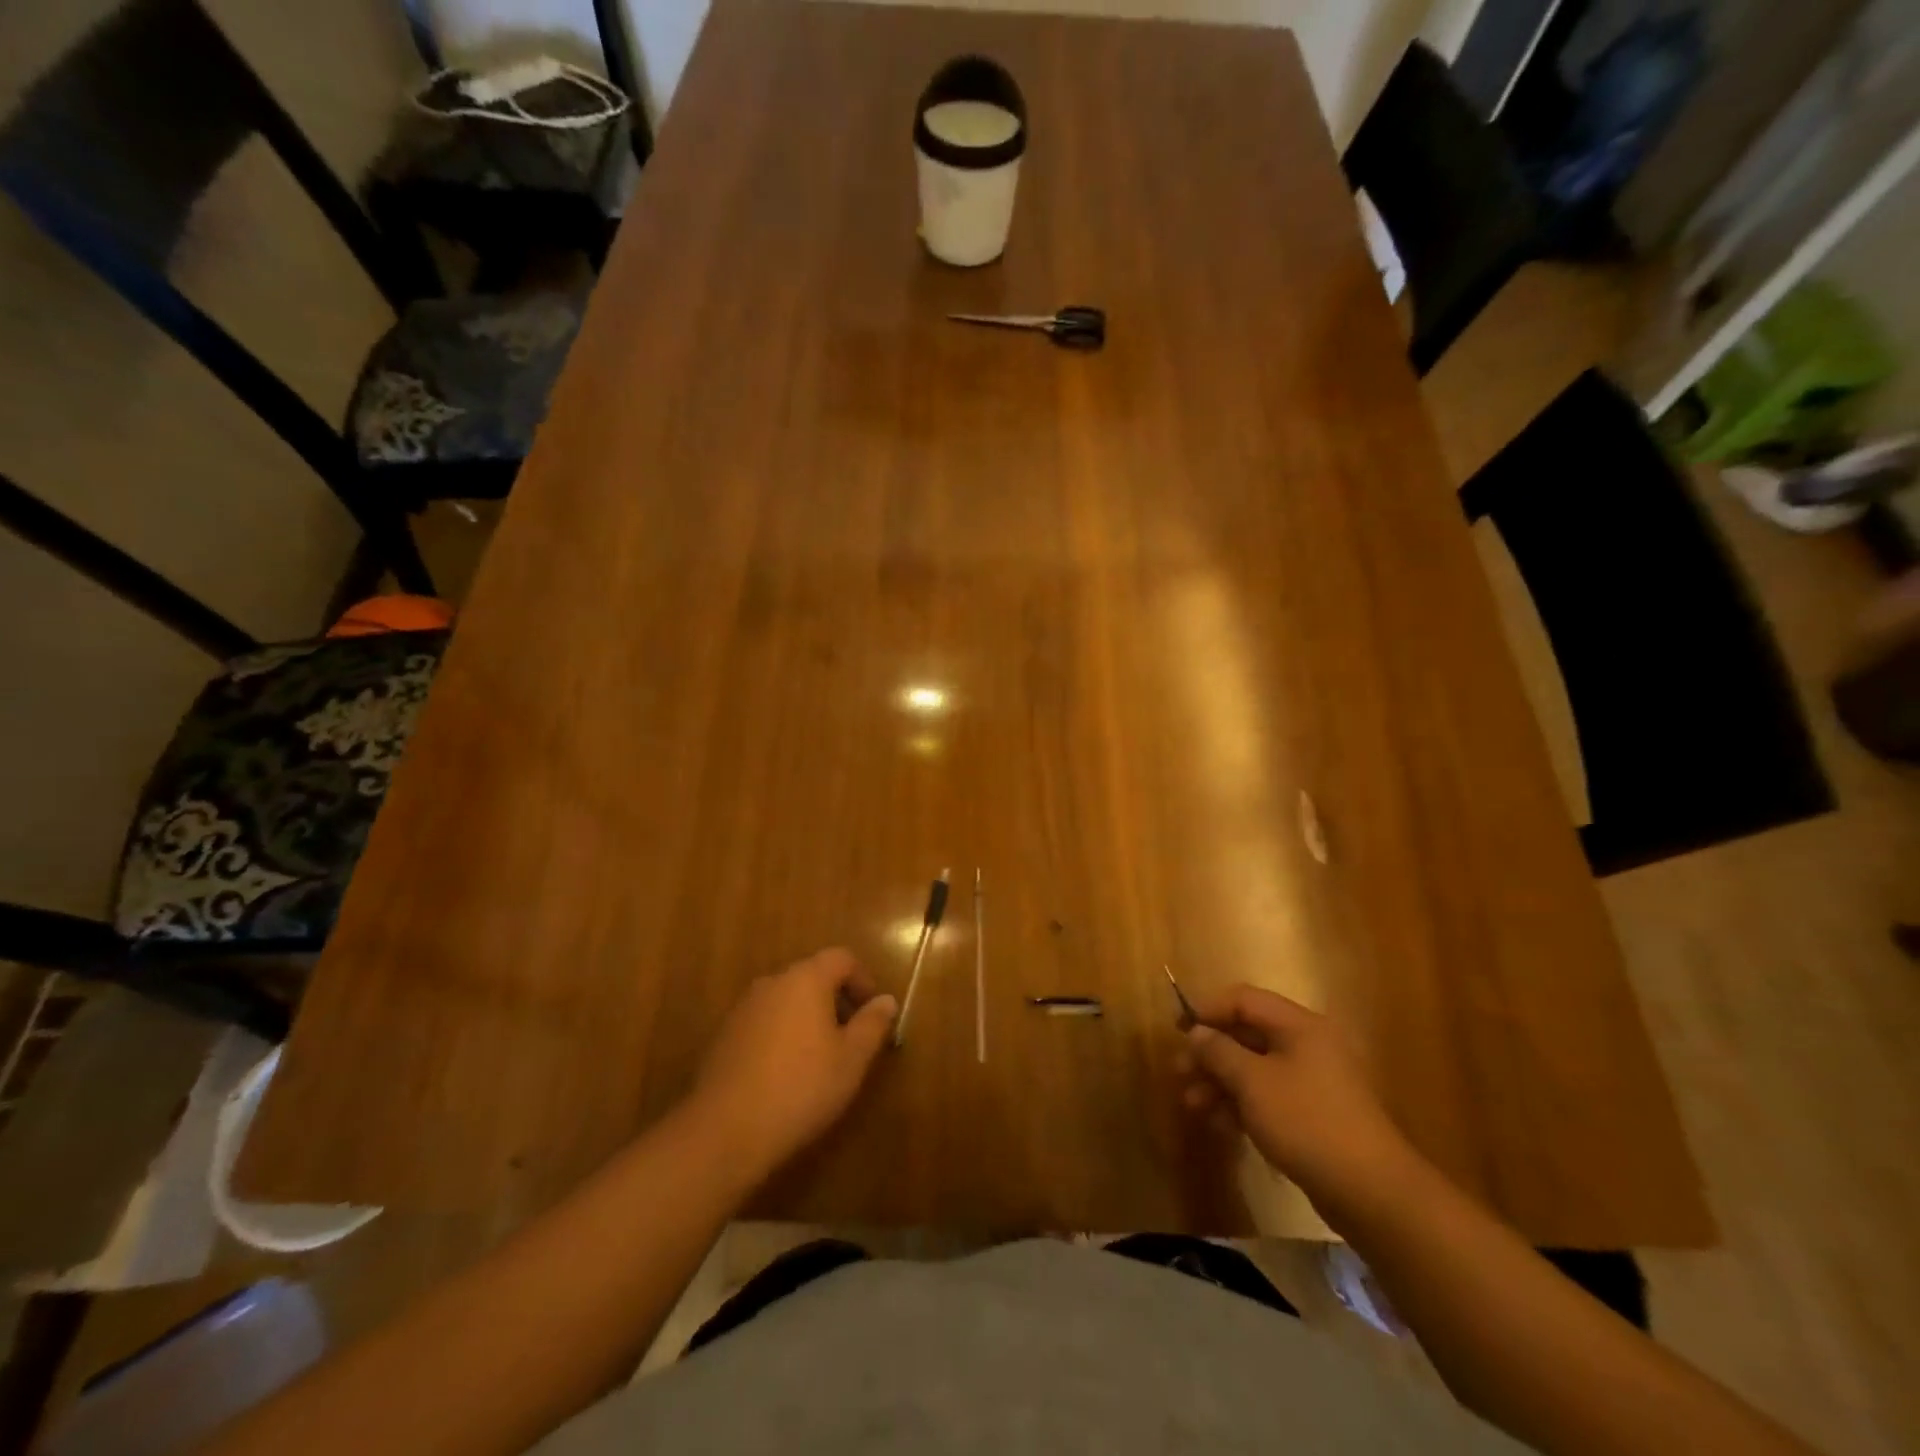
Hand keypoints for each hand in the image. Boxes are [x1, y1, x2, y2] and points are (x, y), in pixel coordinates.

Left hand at [690, 948, 896, 1178]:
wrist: (725, 1130)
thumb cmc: (801, 1087)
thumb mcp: (851, 1059)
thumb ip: (872, 1024)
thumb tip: (886, 1000)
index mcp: (806, 979)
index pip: (842, 958)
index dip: (863, 980)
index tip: (873, 1012)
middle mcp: (772, 982)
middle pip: (812, 976)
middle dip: (836, 1000)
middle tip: (851, 1037)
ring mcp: (743, 1007)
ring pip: (786, 999)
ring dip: (808, 1017)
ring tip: (820, 1058)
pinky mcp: (724, 1034)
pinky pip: (764, 1021)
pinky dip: (782, 1034)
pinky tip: (785, 1073)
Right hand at [1178, 985, 1409, 1203]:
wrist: (1372, 1192)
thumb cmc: (1307, 1121)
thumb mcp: (1252, 1082)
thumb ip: (1218, 1051)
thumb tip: (1197, 1032)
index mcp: (1299, 1025)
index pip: (1243, 1000)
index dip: (1207, 1010)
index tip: (1178, 1032)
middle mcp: (1308, 1044)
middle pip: (1247, 1035)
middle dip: (1210, 1053)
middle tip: (1180, 1073)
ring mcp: (1315, 1081)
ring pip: (1256, 1069)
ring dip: (1221, 1082)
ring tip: (1193, 1105)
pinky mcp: (1316, 1114)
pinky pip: (1270, 1096)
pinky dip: (1243, 1104)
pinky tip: (1221, 1125)